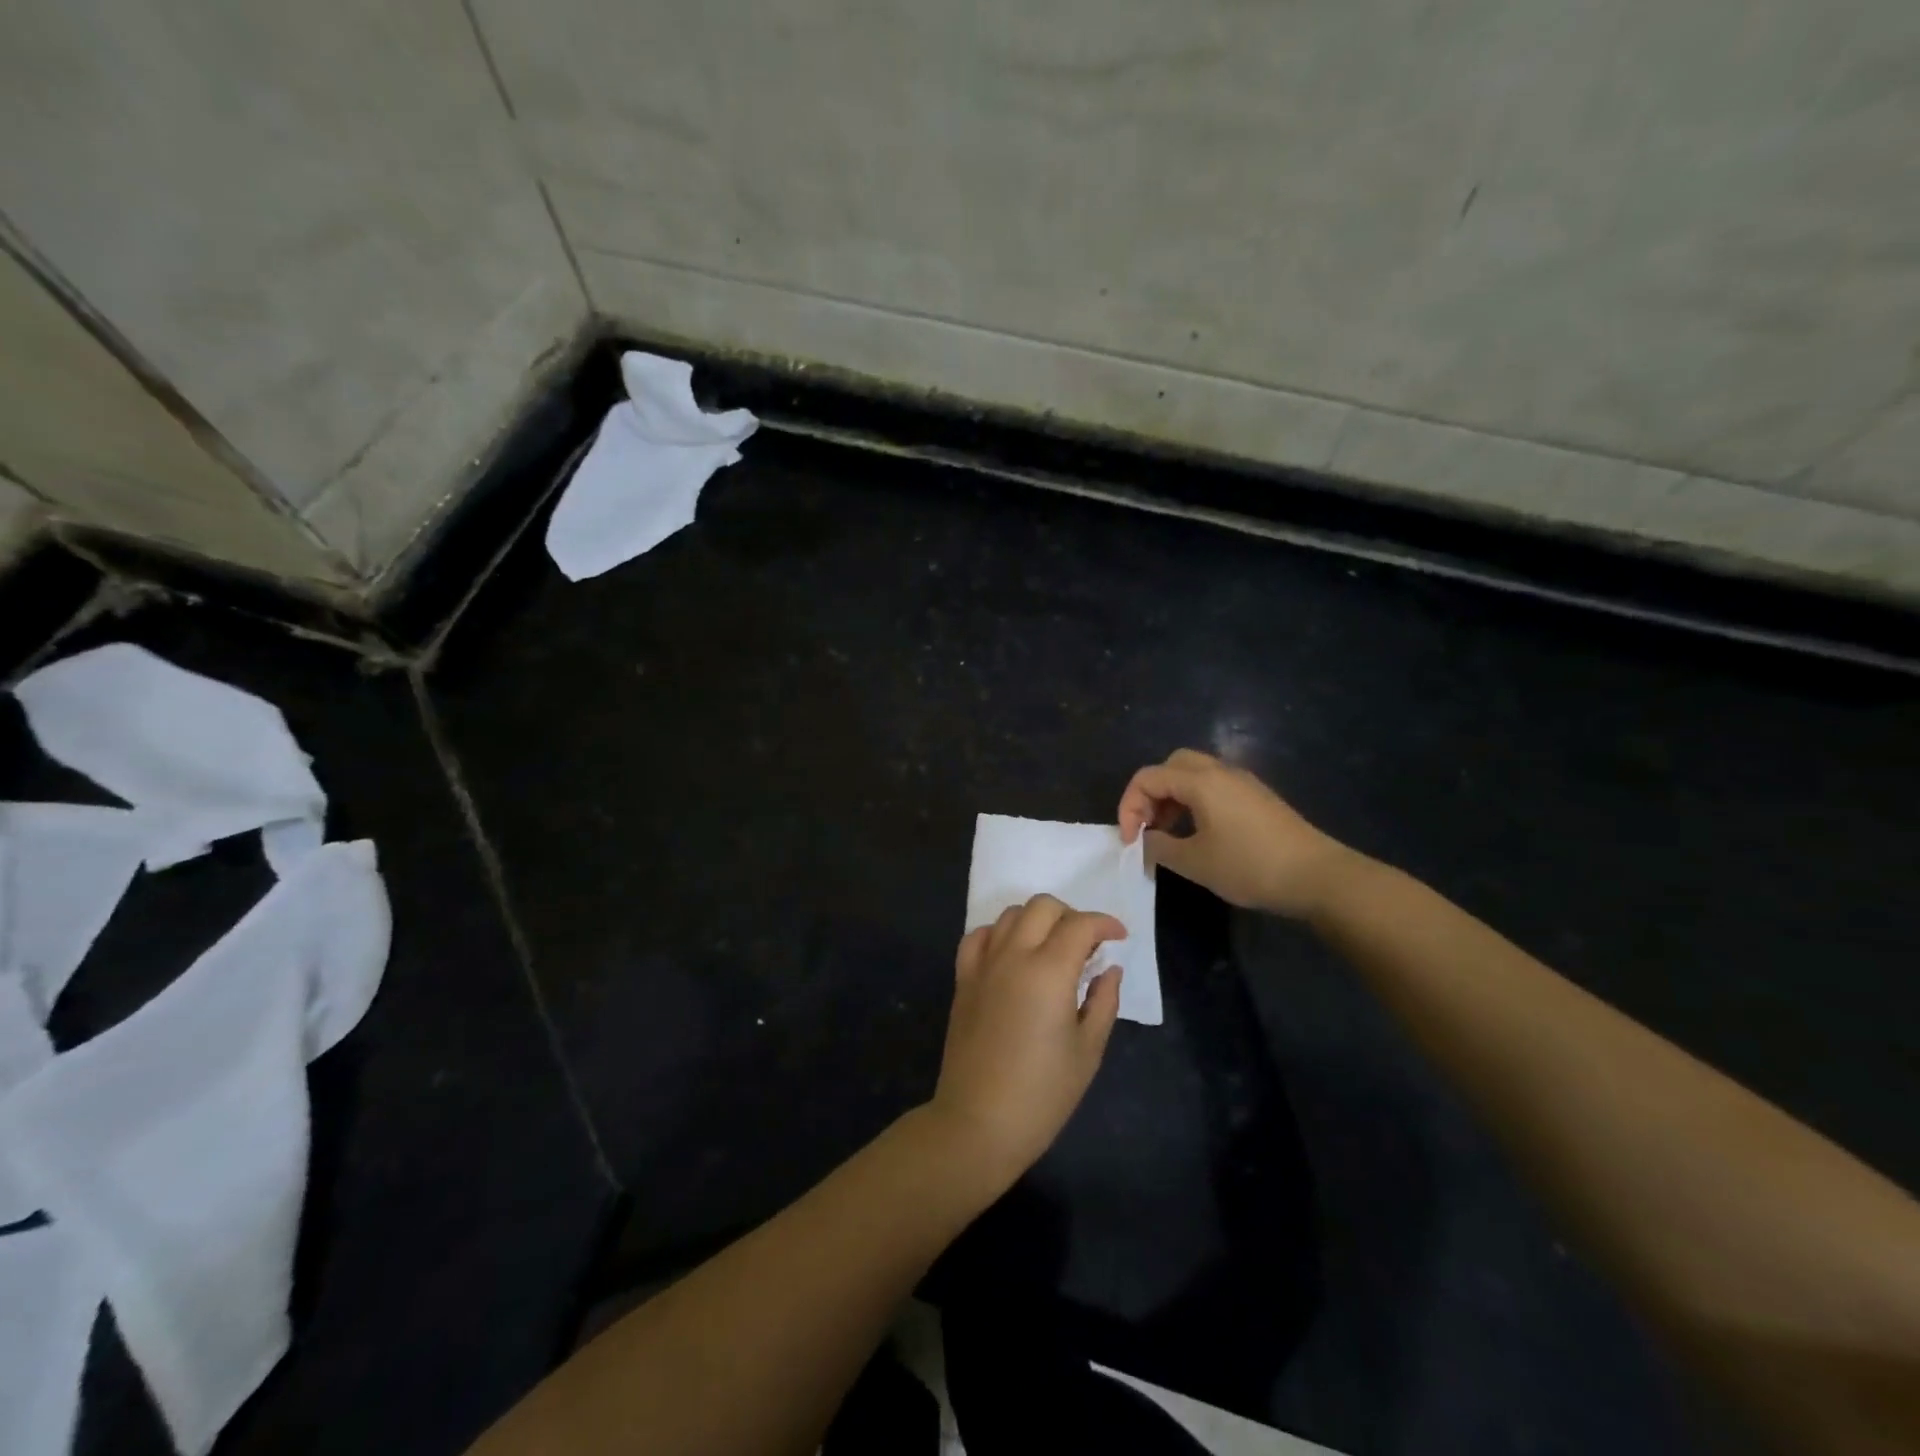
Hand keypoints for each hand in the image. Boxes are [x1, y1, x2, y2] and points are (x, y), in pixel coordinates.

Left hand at [928, 896, 1125, 1187]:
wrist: (979, 1121)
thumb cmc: (1043, 1093)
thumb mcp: (1088, 1050)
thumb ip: (1103, 1001)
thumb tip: (1109, 969)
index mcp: (1049, 971)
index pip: (1080, 925)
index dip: (1105, 923)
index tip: (1119, 936)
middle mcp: (1013, 955)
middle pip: (1042, 906)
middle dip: (1071, 915)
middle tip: (1086, 943)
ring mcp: (983, 964)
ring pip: (1010, 914)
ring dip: (1036, 920)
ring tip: (1051, 947)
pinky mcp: (963, 979)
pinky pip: (978, 936)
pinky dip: (999, 933)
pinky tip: (1011, 953)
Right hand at [1118, 748, 1353, 917]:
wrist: (1318, 876)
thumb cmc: (1250, 866)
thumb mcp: (1194, 862)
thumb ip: (1159, 847)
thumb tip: (1145, 841)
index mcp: (1200, 781)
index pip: (1147, 777)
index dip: (1128, 806)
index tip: (1130, 841)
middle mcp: (1220, 771)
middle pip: (1171, 765)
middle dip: (1150, 793)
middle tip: (1148, 827)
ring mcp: (1242, 782)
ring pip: (1194, 774)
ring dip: (1172, 798)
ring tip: (1168, 834)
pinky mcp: (1257, 797)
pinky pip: (1214, 787)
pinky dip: (1194, 802)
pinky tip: (1199, 834)